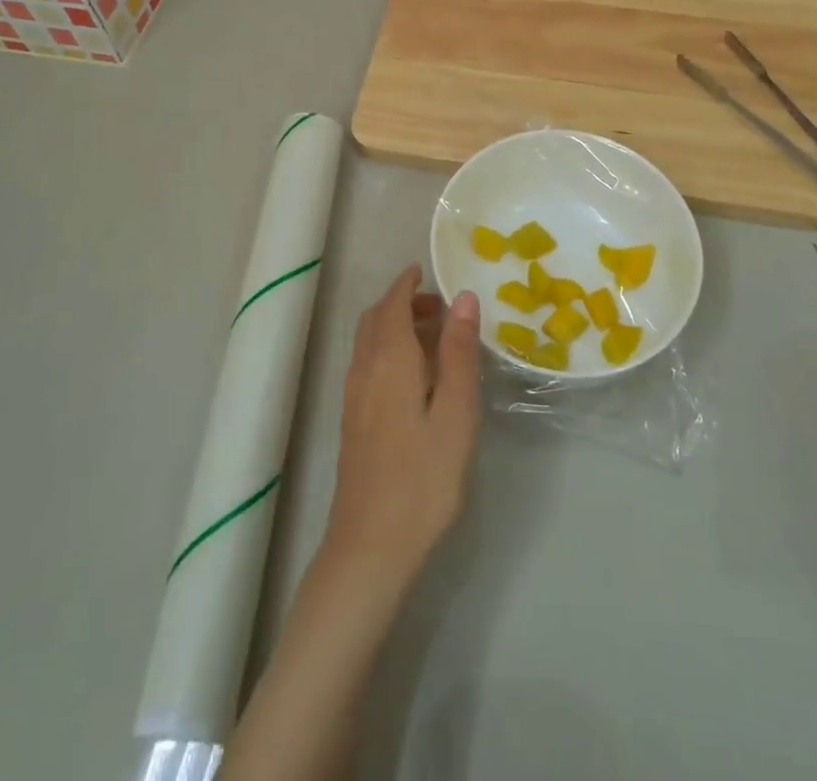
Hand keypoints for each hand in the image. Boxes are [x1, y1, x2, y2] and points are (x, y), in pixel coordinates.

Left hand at [320, 264, 480, 595]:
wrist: (371, 546)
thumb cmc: (423, 477)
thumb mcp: (455, 413)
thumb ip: (458, 353)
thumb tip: (463, 298)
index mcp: (389, 359)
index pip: (392, 304)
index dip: (407, 284)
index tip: (426, 271)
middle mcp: (364, 369)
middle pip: (376, 319)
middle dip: (403, 303)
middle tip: (440, 308)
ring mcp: (354, 397)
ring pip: (369, 343)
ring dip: (395, 327)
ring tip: (435, 340)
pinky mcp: (353, 422)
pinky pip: (368, 365)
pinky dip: (388, 351)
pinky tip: (415, 378)